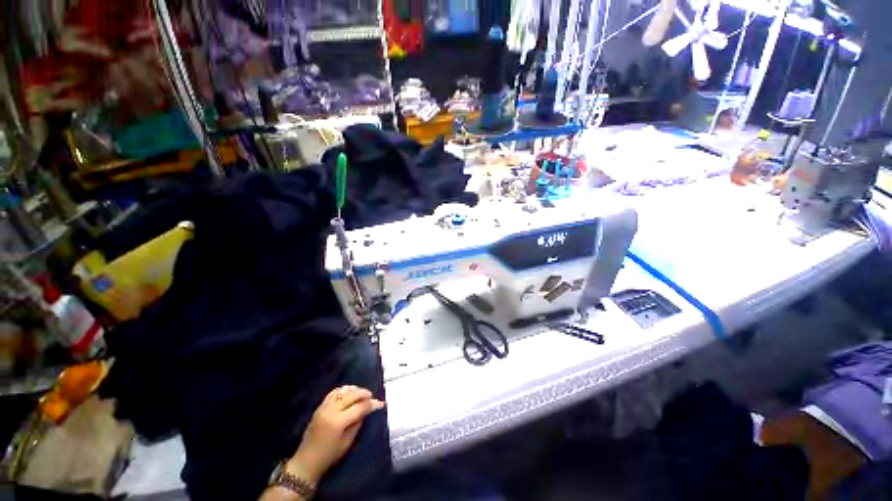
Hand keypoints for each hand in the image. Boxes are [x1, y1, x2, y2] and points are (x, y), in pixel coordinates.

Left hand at [289, 386, 384, 483]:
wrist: (306, 462)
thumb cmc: (329, 456)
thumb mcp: (348, 442)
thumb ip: (358, 423)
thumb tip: (368, 409)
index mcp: (339, 422)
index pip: (360, 406)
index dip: (371, 404)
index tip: (380, 403)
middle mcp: (331, 411)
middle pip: (352, 394)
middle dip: (364, 393)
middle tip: (371, 397)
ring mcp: (324, 407)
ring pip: (343, 391)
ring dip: (354, 390)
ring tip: (361, 394)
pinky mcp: (319, 407)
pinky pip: (333, 392)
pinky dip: (343, 390)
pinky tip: (349, 393)